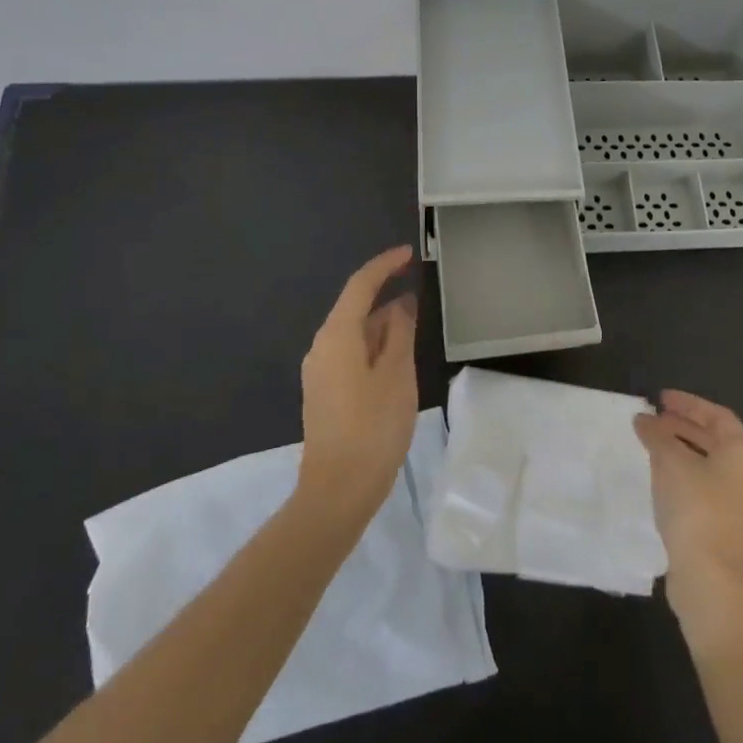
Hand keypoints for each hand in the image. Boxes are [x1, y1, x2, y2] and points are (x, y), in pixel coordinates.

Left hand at [297, 246, 420, 522]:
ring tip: (417, 329)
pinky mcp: (325, 393)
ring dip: (383, 327)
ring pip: (355, 334)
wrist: (339, 489)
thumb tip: (401, 305)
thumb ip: (400, 332)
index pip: (360, 285)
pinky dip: (375, 348)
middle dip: (387, 299)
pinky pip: (351, 355)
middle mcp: (322, 347)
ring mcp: (320, 372)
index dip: (384, 266)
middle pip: (355, 309)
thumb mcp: (397, 374)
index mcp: (337, 335)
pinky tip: (398, 360)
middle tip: (422, 298)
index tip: (408, 253)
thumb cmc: (373, 426)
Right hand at [635, 390, 742, 645]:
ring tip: (651, 445)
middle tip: (652, 419)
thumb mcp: (670, 462)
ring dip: (681, 451)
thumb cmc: (696, 507)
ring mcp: (742, 504)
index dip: (687, 403)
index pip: (717, 415)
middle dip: (683, 426)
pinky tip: (660, 478)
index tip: (659, 398)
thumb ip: (657, 435)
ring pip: (709, 464)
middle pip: (715, 439)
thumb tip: (643, 419)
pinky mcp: (728, 527)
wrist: (711, 577)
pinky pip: (705, 487)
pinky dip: (684, 474)